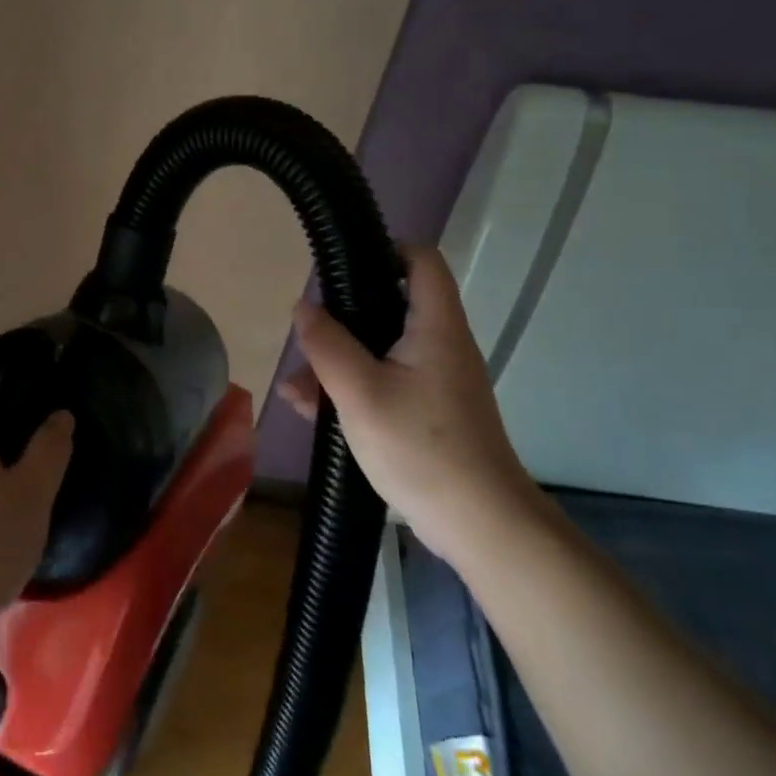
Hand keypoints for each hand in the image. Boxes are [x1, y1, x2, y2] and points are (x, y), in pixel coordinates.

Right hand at [278, 244, 546, 565]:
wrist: (480, 525)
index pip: (421, 261)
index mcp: (435, 326)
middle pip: (392, 306)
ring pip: (382, 350)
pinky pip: (386, 383)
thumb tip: (303, 306)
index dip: (384, 250)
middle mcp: (441, 345)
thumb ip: (327, 345)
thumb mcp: (359, 393)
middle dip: (344, 317)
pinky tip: (310, 409)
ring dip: (339, 360)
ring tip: (296, 386)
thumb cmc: (421, 448)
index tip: (341, 265)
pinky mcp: (430, 413)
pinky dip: (352, 388)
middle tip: (308, 331)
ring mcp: (437, 381)